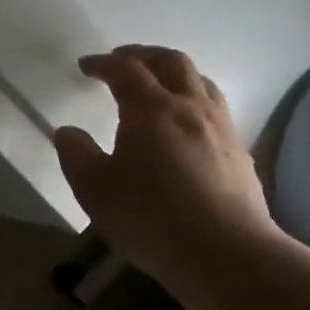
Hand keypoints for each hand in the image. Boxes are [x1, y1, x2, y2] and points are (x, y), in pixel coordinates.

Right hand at [55, 47, 279, 289]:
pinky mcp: (241, 155)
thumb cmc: (151, 217)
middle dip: (144, 55)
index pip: (126, 69)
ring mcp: (222, 130)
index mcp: (152, 108)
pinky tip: (186, 128)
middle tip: (122, 60)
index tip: (85, 66)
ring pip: (201, 82)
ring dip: (175, 74)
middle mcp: (191, 108)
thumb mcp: (94, 189)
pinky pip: (216, 111)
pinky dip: (194, 103)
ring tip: (158, 86)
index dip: (103, 62)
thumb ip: (76, 154)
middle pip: (172, 62)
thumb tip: (67, 132)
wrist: (227, 254)